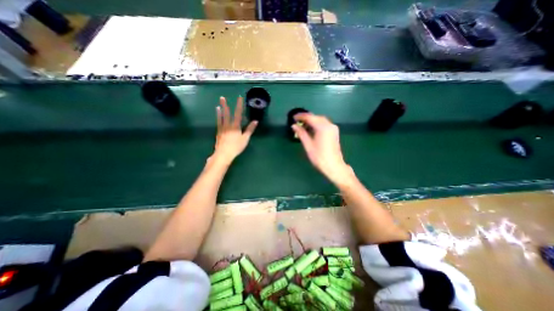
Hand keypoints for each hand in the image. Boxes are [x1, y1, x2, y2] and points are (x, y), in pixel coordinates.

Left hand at [210, 96, 256, 164]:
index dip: (239, 105)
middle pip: (227, 114)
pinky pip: (218, 123)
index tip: (239, 98)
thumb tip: (255, 121)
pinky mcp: (218, 132)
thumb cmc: (236, 147)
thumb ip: (250, 129)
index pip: (238, 114)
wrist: (224, 154)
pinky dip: (218, 117)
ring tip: (218, 105)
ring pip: (221, 117)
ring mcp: (222, 129)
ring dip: (220, 110)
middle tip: (222, 97)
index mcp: (235, 126)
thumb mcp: (245, 138)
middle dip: (225, 105)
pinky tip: (217, 115)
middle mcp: (228, 125)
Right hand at [291, 113, 351, 184]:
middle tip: (297, 121)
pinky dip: (317, 124)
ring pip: (321, 120)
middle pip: (316, 117)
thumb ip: (301, 133)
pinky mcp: (334, 132)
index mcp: (322, 127)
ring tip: (303, 125)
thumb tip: (294, 126)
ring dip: (312, 121)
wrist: (334, 166)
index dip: (301, 116)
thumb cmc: (319, 157)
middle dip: (307, 118)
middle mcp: (329, 125)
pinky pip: (324, 124)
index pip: (310, 117)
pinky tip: (311, 129)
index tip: (293, 117)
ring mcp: (333, 128)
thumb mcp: (308, 145)